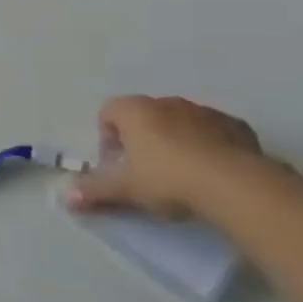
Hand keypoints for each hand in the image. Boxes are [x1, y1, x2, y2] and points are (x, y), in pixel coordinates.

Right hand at [66, 95, 266, 221]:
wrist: (234, 185)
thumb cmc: (167, 179)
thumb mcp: (125, 189)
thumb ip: (94, 191)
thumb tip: (66, 198)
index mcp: (134, 111)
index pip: (108, 112)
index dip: (107, 138)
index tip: (117, 165)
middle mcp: (166, 102)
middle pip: (144, 116)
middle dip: (142, 139)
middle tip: (147, 172)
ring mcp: (204, 111)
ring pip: (180, 122)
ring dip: (177, 141)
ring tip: (183, 175)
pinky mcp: (237, 126)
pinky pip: (213, 131)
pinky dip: (209, 146)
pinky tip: (214, 173)